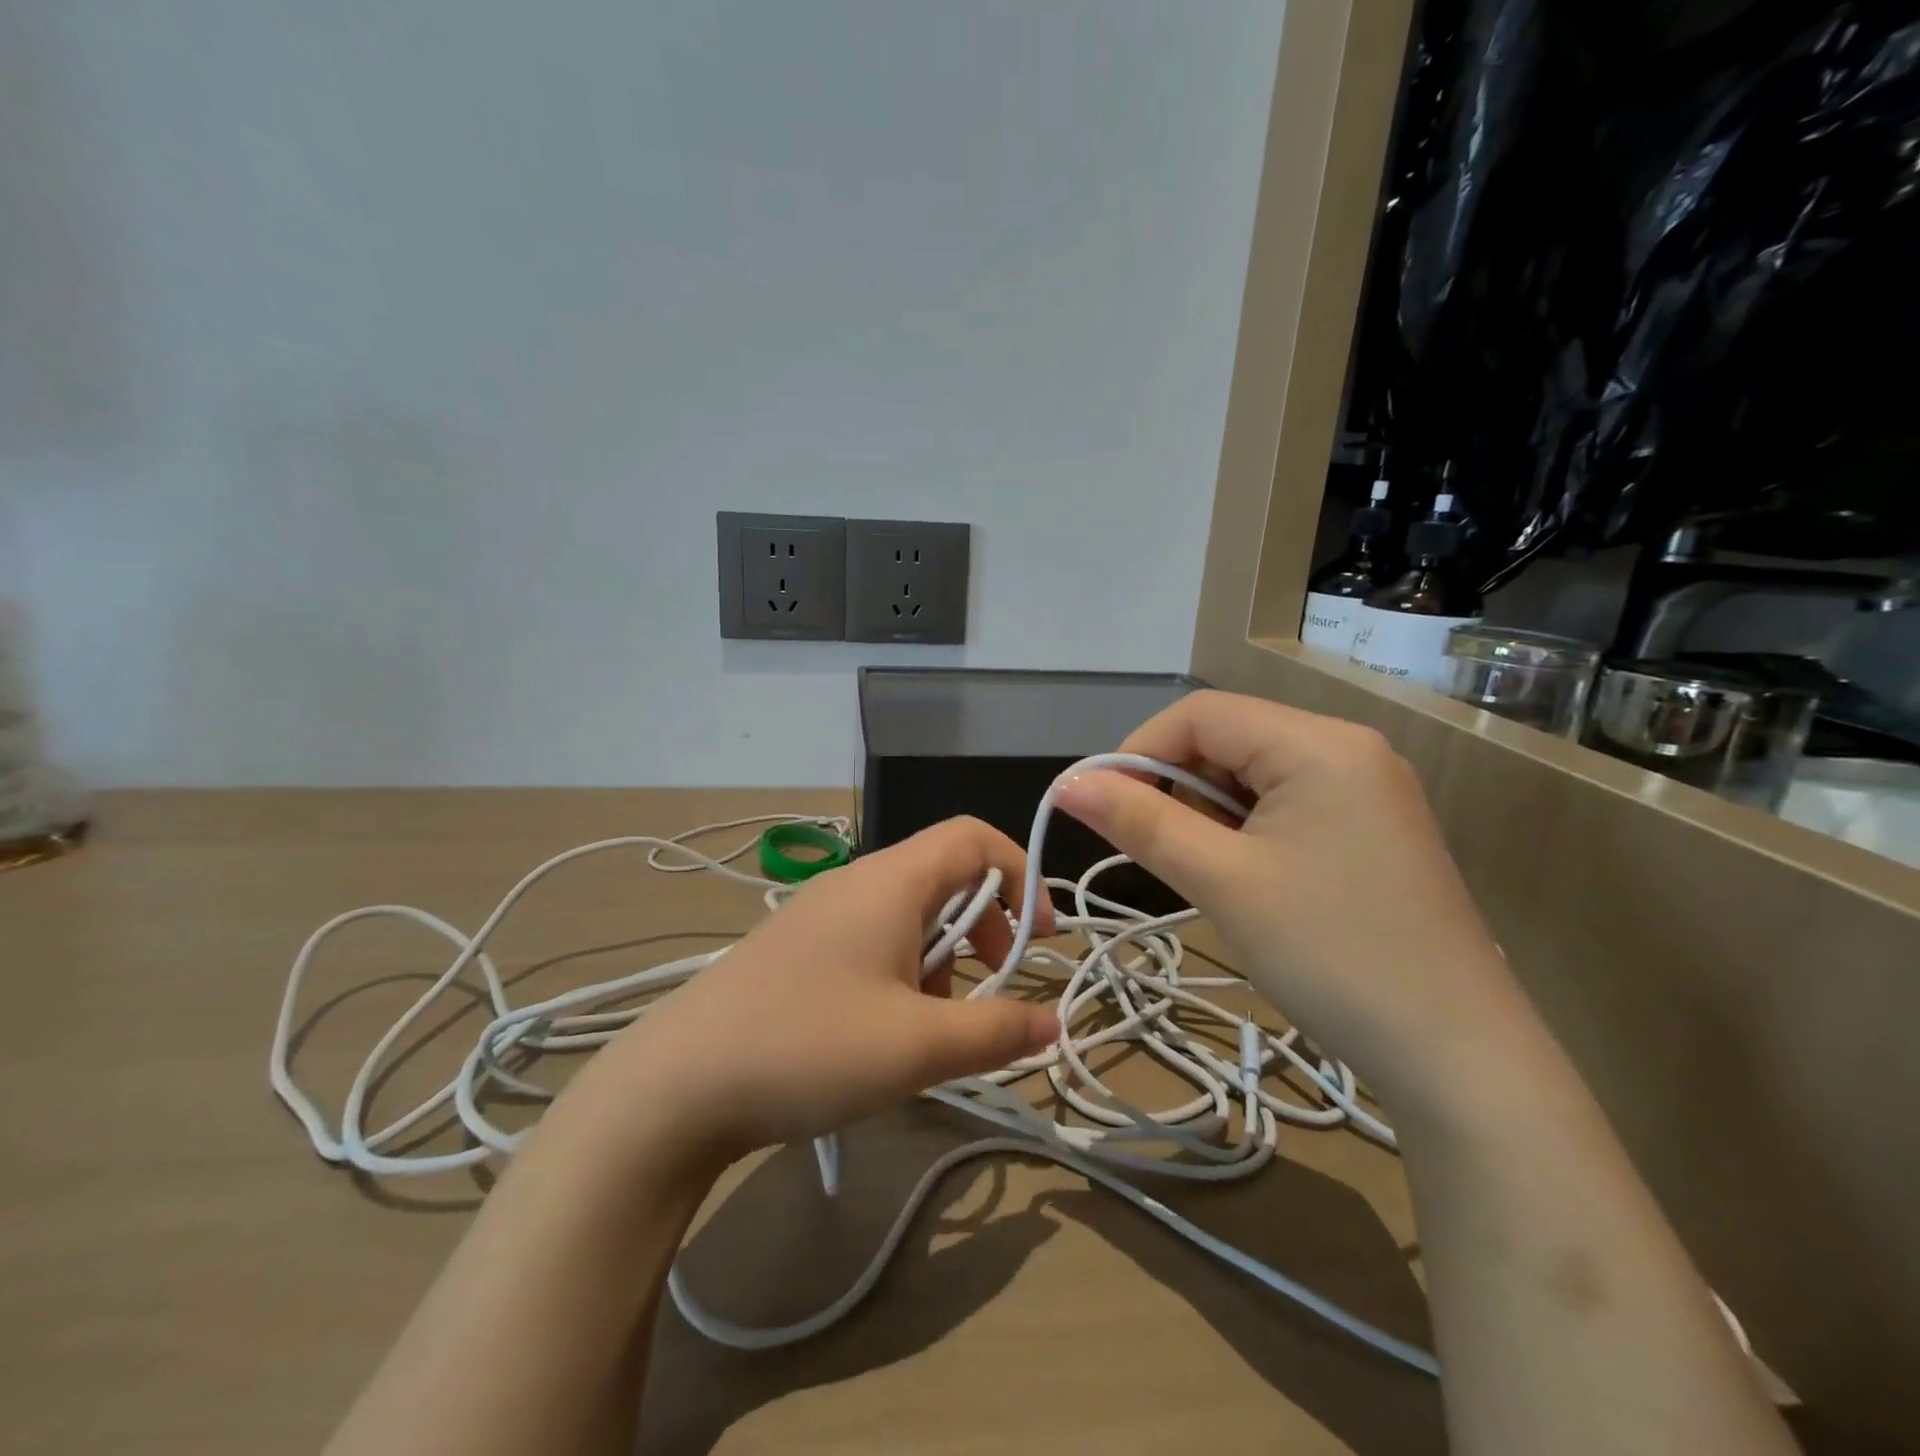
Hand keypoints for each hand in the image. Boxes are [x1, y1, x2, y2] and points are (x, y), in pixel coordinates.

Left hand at [591, 817, 1058, 1159]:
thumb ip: (997, 1031)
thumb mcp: (919, 1046)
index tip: (1039, 938)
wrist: (677, 1084)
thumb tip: (1053, 1022)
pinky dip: (901, 973)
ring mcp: (821, 913)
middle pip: (945, 877)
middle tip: (991, 988)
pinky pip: (872, 940)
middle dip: (984, 928)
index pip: (974, 837)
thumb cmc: (810, 1046)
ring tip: (930, 1027)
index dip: (1020, 875)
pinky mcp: (798, 948)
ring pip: (909, 916)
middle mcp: (857, 882)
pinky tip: (882, 1033)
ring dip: (941, 960)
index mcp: (891, 881)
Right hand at [1055, 691, 1541, 1113]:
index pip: (1201, 714)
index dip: (1139, 750)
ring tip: (1212, 875)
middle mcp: (1348, 748)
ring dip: (1211, 811)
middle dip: (1178, 785)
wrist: (1458, 1057)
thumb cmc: (1330, 954)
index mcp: (1318, 743)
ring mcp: (1367, 787)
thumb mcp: (1221, 882)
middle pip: (1230, 738)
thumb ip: (1140, 821)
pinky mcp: (1373, 826)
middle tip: (1162, 851)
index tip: (1104, 807)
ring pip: (1255, 773)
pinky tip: (1251, 879)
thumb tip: (1067, 783)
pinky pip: (1288, 802)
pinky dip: (1248, 829)